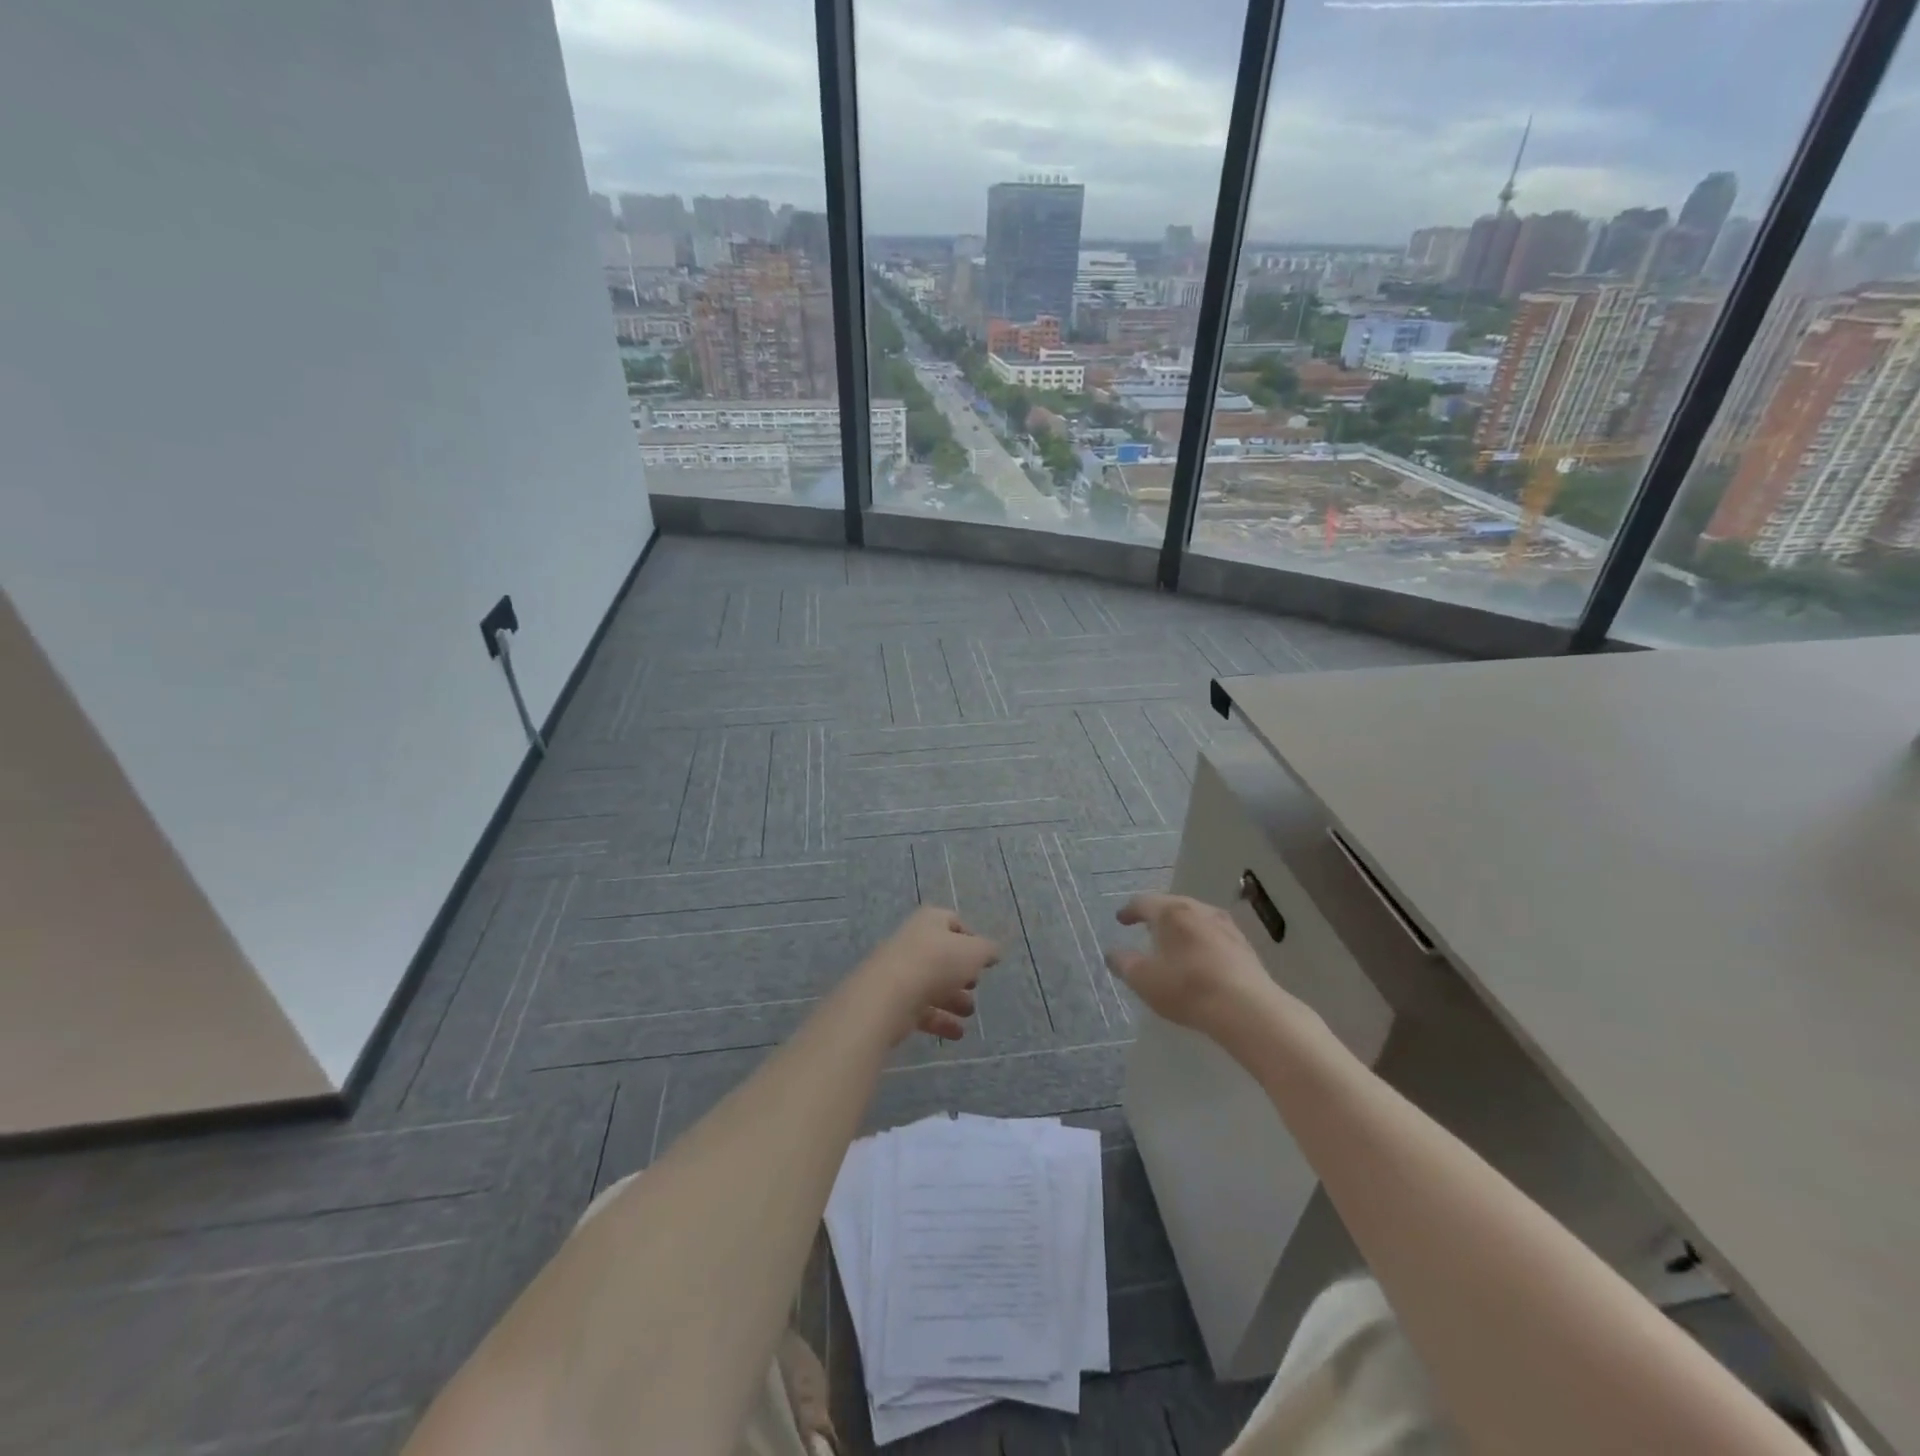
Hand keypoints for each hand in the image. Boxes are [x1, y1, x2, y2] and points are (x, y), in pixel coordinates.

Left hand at [859, 906, 1000, 1044]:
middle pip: (942, 956)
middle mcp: (913, 942)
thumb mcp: (974, 952)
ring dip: (953, 999)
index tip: (984, 959)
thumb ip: (987, 950)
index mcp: (930, 921)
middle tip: (976, 985)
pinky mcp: (893, 1000)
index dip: (971, 938)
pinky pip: (921, 1008)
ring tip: (969, 1013)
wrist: (888, 995)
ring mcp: (900, 971)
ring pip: (932, 983)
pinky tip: (957, 1033)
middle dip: (961, 973)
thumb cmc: (936, 963)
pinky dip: (940, 1020)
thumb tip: (993, 952)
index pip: (953, 922)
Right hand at [1105, 894, 1280, 1039]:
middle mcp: (1199, 909)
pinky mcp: (1244, 946)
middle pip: (1172, 906)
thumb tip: (1112, 953)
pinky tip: (1200, 958)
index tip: (1121, 920)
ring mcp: (1226, 926)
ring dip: (1181, 928)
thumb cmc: (1187, 988)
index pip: (1144, 902)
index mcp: (1171, 912)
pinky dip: (1200, 940)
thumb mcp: (1143, 980)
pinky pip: (1214, 935)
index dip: (1129, 911)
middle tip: (1145, 928)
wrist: (1247, 1009)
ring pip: (1195, 918)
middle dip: (1156, 916)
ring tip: (1173, 942)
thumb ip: (1123, 963)